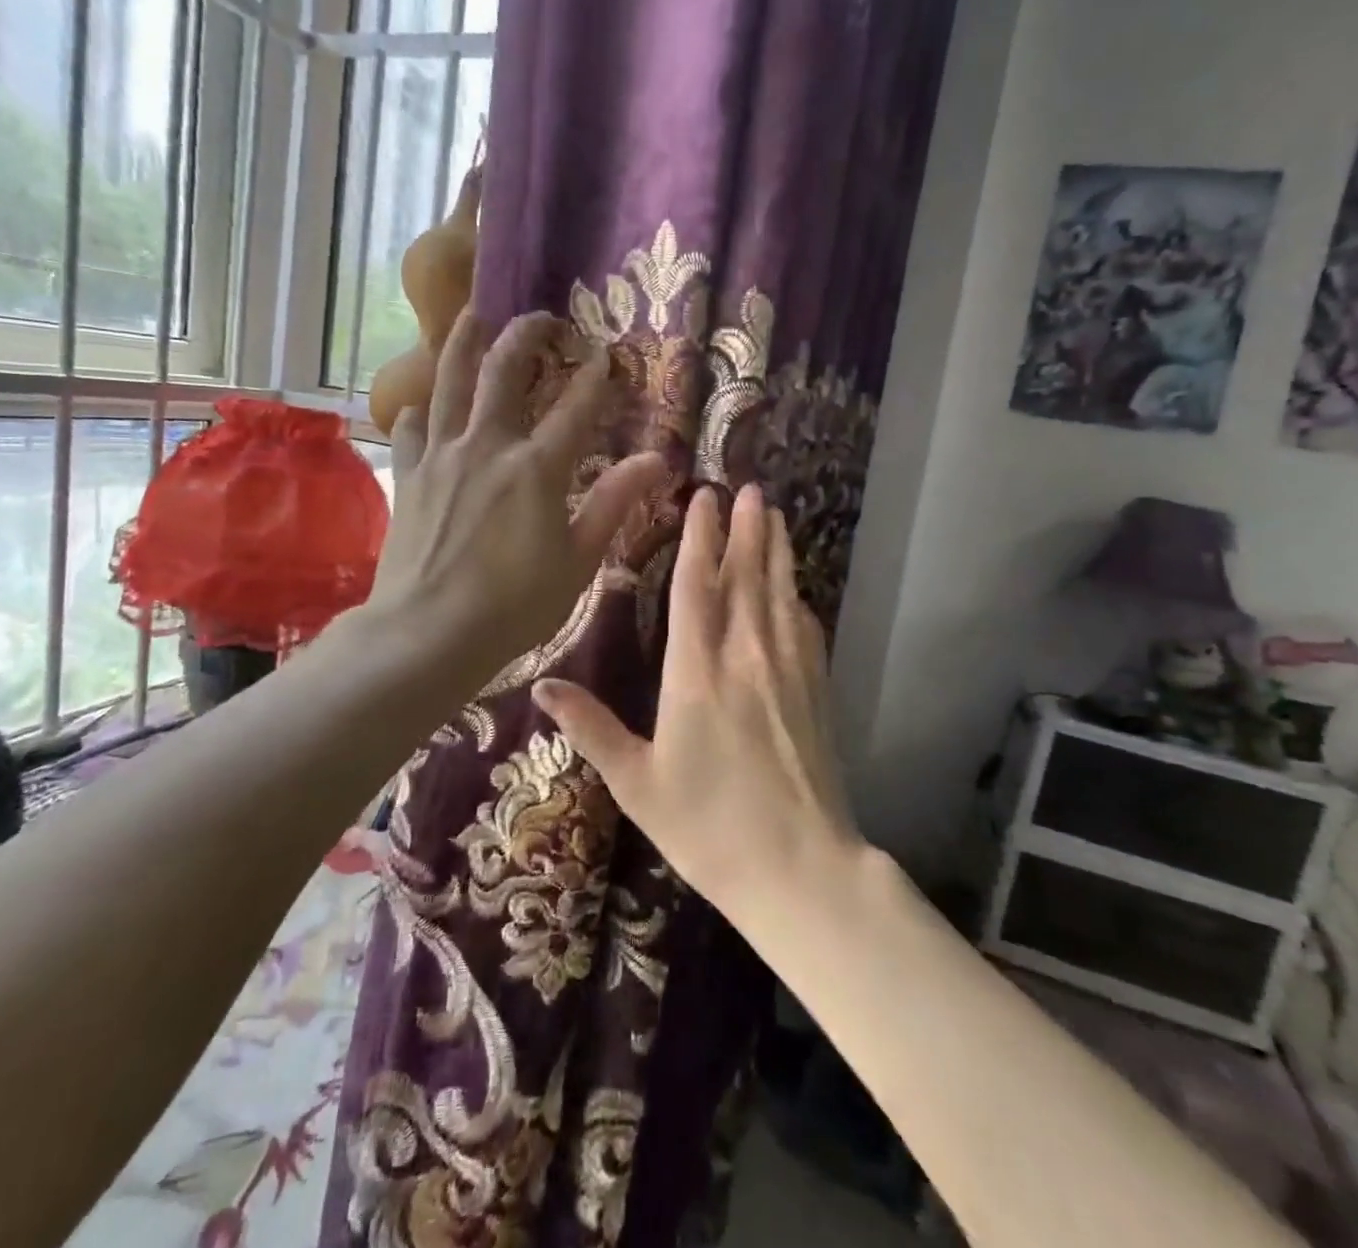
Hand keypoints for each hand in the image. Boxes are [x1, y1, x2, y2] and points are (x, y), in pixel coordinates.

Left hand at [368, 309, 665, 675]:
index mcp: (536, 468)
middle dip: (524, 335)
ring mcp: (441, 456)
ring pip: (449, 382)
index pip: (575, 408)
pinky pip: (410, 427)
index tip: (606, 354)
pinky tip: (422, 407)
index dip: (595, 377)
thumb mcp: (577, 561)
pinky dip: (419, 410)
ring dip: (461, 343)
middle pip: (503, 371)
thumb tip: (654, 459)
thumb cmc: (514, 605)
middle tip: (539, 317)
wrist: (428, 633)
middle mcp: (487, 446)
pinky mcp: (409, 476)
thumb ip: (612, 504)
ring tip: (470, 316)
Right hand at [531, 484, 860, 910]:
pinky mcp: (816, 691)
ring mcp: (789, 671)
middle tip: (749, 488)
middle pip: (745, 577)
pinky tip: (796, 589)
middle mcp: (745, 657)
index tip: (704, 497)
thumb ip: (590, 728)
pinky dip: (797, 599)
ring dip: (776, 550)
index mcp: (696, 672)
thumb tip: (541, 687)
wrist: (799, 869)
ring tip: (775, 515)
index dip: (700, 537)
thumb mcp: (636, 782)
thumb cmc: (707, 827)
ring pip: (779, 594)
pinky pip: (806, 629)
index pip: (697, 586)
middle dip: (746, 529)